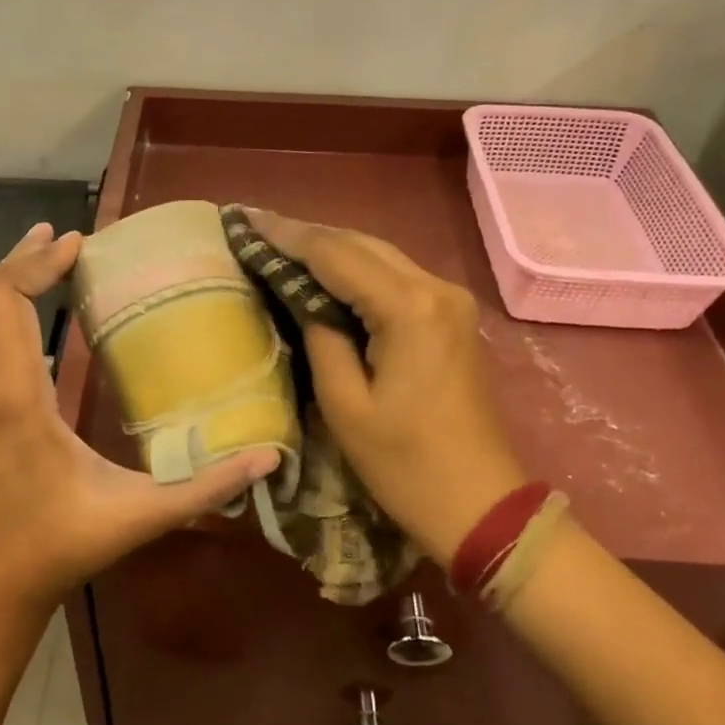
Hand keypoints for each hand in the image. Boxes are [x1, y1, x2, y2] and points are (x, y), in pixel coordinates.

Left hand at [0, 223, 279, 619]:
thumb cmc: (58, 547)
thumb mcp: (138, 516)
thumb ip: (204, 488)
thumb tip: (269, 460)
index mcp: (17, 398)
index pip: (9, 302)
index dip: (38, 264)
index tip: (77, 244)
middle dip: (25, 260)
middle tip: (64, 239)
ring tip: (31, 249)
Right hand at [245, 210, 526, 564]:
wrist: (480, 504)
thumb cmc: (405, 464)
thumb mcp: (344, 404)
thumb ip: (319, 336)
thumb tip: (300, 296)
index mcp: (409, 308)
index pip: (335, 254)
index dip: (286, 235)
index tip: (244, 220)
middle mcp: (436, 288)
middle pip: (360, 243)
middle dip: (306, 235)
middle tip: (256, 228)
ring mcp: (450, 300)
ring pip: (379, 255)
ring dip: (331, 249)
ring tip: (280, 243)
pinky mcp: (452, 316)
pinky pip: (396, 276)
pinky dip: (357, 270)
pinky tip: (325, 273)